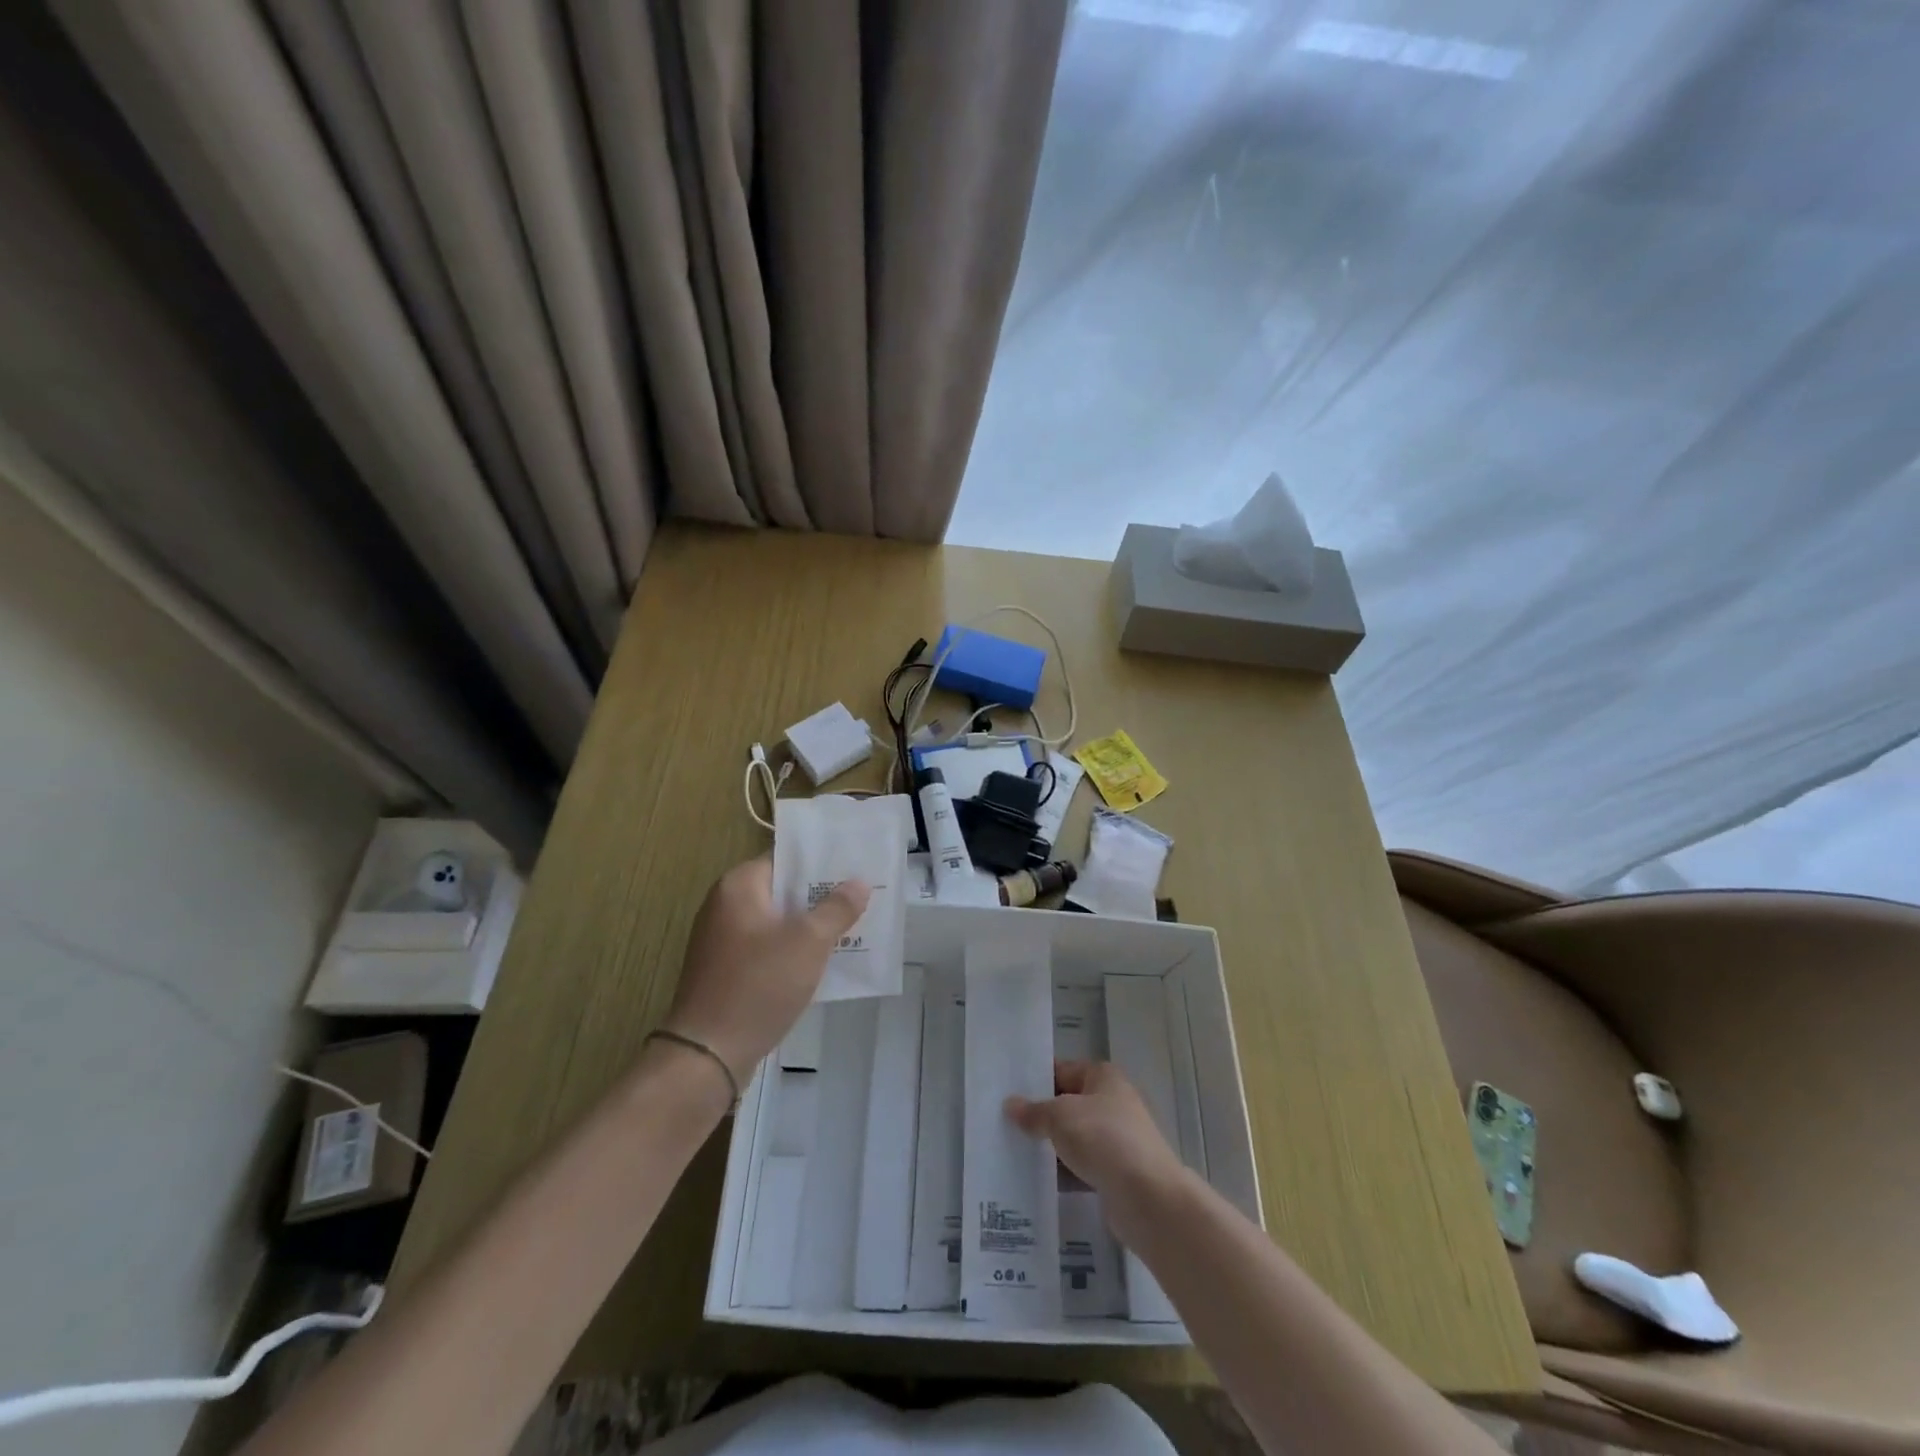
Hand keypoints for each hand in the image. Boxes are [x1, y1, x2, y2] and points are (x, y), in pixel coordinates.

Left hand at [663, 857, 868, 1081]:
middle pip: (782, 889)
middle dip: (820, 895)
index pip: (785, 858)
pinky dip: (792, 950)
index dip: (821, 861)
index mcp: (739, 886)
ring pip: (777, 921)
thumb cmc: (759, 984)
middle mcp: (725, 905)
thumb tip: (859, 882)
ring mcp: (722, 940)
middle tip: (861, 897)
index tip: (854, 866)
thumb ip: (837, 908)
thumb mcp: (809, 942)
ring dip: (809, 925)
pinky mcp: (726, 970)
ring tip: (852, 926)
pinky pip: (767, 948)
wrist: (708, 1054)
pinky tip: (823, 961)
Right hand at [1005, 1060, 1188, 1222]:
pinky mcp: (1117, 1172)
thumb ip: (1033, 1111)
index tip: (1006, 1091)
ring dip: (1051, 1145)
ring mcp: (1117, 1138)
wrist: (1148, 1198)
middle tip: (1004, 1123)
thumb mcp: (1060, 1116)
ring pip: (1075, 1136)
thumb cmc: (1103, 1139)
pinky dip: (1064, 1171)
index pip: (1062, 1070)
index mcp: (1103, 1076)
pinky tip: (1037, 1179)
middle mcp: (1113, 1101)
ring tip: (1013, 1151)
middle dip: (1040, 1114)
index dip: (1035, 1079)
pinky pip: (1083, 1165)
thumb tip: (1010, 1105)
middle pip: (1068, 1103)